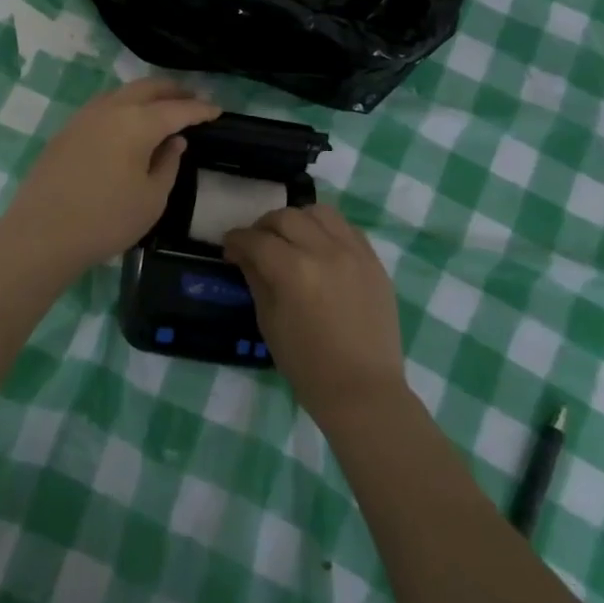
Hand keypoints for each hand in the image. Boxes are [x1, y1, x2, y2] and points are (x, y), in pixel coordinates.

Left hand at [4, 79, 219, 276]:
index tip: (216, 110)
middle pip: (147, 88)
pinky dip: (124, 107)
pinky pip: (103, 107)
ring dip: (146, 96)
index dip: (199, 109)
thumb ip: (168, 164)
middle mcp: (110, 109)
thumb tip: (175, 141)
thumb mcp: (151, 199)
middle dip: (173, 91)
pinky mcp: (66, 131)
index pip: (177, 109)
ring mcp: (84, 117)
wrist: (41, 234)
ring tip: (162, 108)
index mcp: (137, 123)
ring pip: (122, 93)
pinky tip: (128, 123)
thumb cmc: (106, 220)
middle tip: (192, 98)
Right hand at [224, 203, 406, 424]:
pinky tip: (320, 247)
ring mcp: (354, 253)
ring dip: (298, 220)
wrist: (363, 390)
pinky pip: (347, 228)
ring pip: (320, 212)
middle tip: (256, 244)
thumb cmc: (308, 365)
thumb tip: (243, 253)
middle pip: (286, 217)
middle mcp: (325, 251)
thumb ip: (256, 278)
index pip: (256, 240)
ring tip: (291, 239)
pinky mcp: (374, 261)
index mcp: (294, 271)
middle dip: (263, 226)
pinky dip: (327, 230)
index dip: (236, 240)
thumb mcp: (269, 322)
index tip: (229, 248)